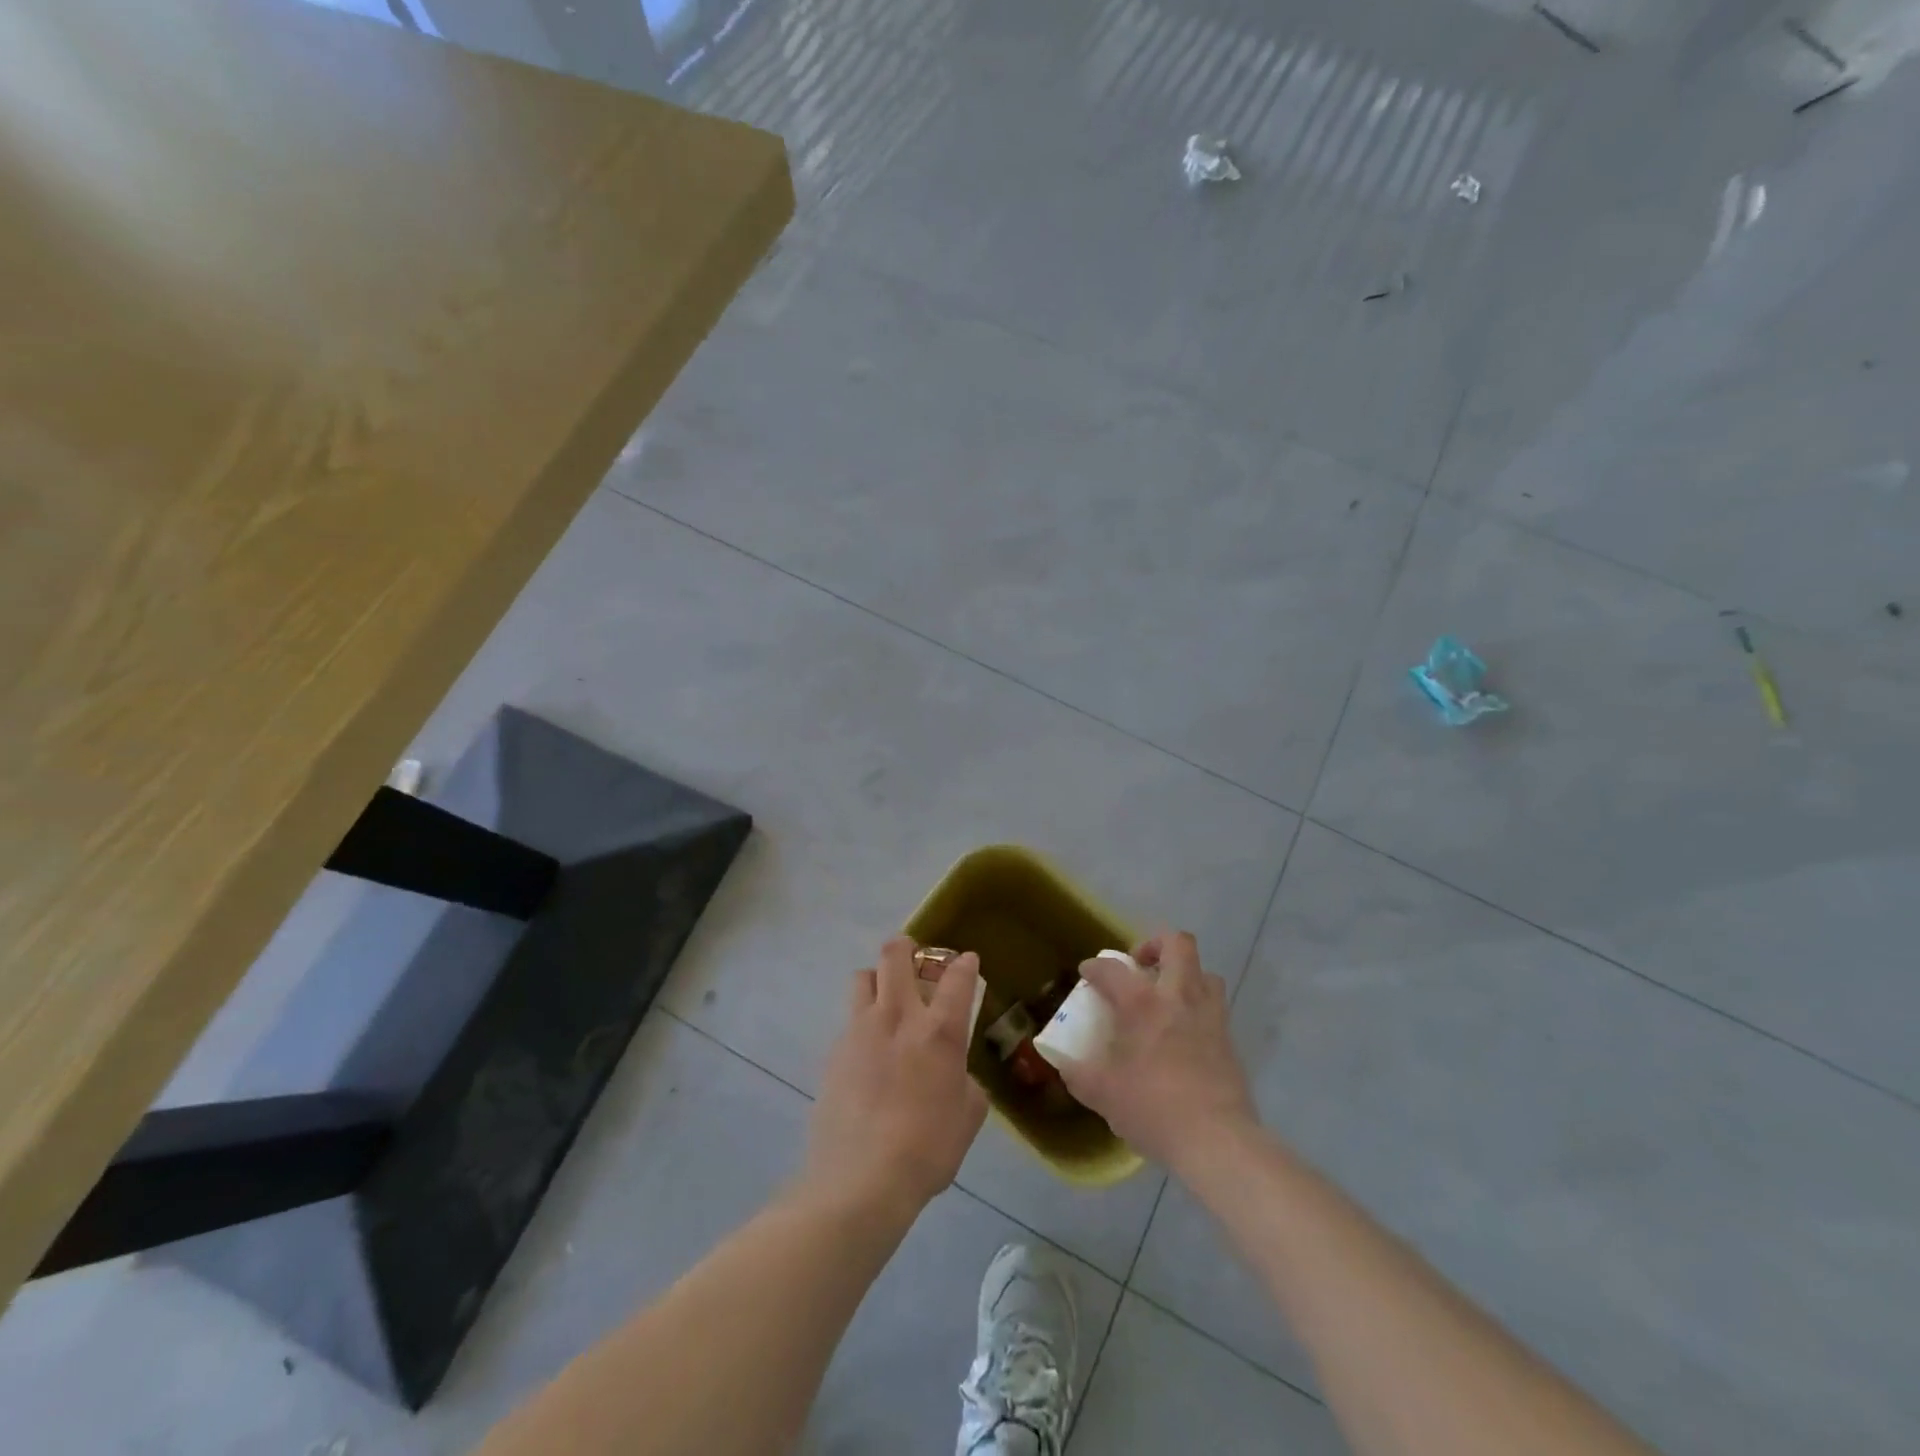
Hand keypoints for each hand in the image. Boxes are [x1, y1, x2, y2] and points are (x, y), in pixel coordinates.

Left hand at [804, 937, 987, 1220]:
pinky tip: (867, 1052)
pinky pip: (849, 1020)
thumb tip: (954, 1072)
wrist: (861, 1179)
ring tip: (886, 999)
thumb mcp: (967, 1116)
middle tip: (915, 958)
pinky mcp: (834, 1051)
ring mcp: (860, 1030)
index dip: (965, 963)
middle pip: (896, 954)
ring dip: (878, 978)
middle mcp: (898, 1016)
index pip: (957, 977)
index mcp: (939, 1030)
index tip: (967, 962)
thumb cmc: (928, 1149)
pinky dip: (861, 1023)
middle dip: (907, 946)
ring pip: (863, 976)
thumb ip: (965, 1081)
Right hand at [1056, 931, 1258, 1172]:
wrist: (1217, 1140)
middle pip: (1177, 944)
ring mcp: (1209, 1016)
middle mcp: (1178, 997)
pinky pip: (1215, 1006)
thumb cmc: (1153, 1109)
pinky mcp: (1229, 1039)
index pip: (1113, 968)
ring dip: (1185, 974)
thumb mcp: (1103, 1095)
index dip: (1095, 966)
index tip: (1088, 973)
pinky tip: (1186, 1033)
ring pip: (1205, 972)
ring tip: (1168, 995)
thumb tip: (1066, 1066)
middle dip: (1155, 945)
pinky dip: (1198, 1007)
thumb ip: (1079, 1075)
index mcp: (1142, 1004)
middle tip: (1139, 966)